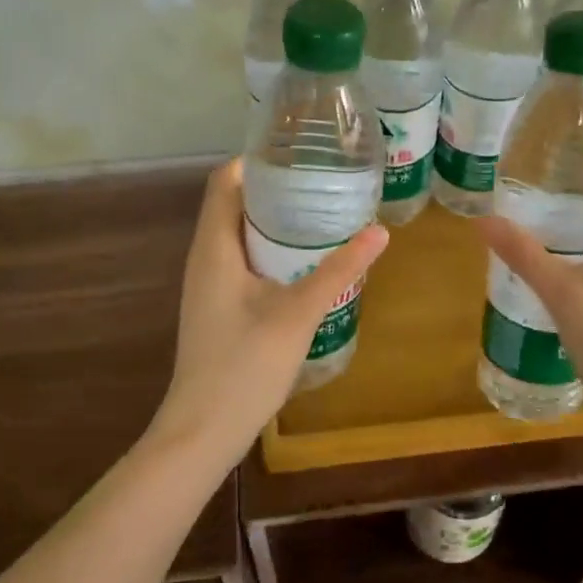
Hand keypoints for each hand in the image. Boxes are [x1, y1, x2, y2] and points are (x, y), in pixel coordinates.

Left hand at [160, 160, 388, 460]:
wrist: (204, 429)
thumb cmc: (244, 365)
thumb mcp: (298, 313)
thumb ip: (338, 271)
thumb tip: (379, 233)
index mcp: (214, 247)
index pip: (225, 180)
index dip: (257, 160)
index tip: (301, 152)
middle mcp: (205, 257)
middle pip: (234, 204)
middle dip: (276, 189)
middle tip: (324, 181)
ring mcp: (209, 284)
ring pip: (240, 235)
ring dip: (275, 222)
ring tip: (322, 213)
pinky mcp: (219, 306)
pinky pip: (243, 261)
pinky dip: (271, 250)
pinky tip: (305, 262)